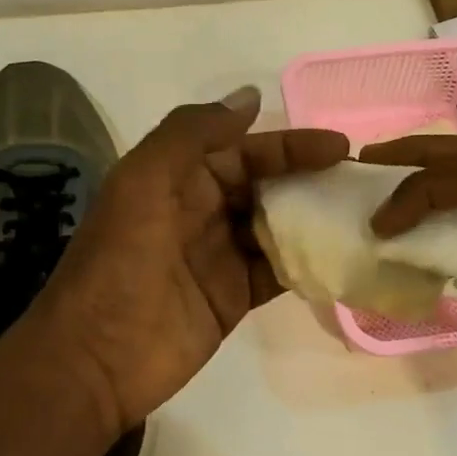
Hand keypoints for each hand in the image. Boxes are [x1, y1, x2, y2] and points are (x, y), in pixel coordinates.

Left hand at [26, 87, 347, 435]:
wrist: (96, 357)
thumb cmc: (120, 260)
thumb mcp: (144, 181)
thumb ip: (192, 134)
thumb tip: (249, 98)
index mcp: (177, 178)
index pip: (242, 150)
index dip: (287, 145)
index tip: (337, 146)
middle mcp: (200, 211)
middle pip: (262, 185)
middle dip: (306, 178)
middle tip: (357, 181)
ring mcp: (218, 256)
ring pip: (274, 225)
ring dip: (311, 218)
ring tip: (361, 214)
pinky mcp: (233, 297)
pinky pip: (276, 271)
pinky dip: (305, 262)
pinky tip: (340, 254)